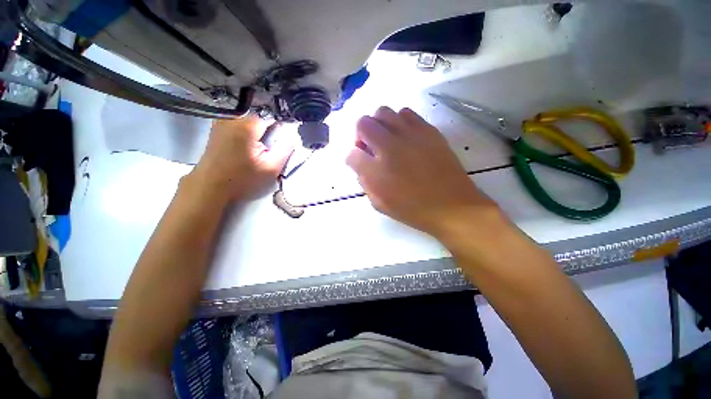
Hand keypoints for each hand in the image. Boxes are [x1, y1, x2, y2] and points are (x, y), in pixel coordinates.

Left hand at [189, 116, 293, 202]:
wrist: (210, 185)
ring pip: (250, 118)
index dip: (280, 127)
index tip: (282, 139)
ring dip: (259, 128)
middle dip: (269, 127)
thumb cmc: (242, 179)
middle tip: (270, 146)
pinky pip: (239, 121)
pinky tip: (247, 142)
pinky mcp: (217, 126)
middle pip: (260, 115)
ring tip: (259, 145)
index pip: (272, 115)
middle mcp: (232, 117)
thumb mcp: (271, 168)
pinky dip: (248, 128)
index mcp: (246, 125)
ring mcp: (222, 120)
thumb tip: (292, 136)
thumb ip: (285, 150)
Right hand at [346, 106, 498, 237]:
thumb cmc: (412, 209)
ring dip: (379, 125)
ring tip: (386, 140)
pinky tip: (404, 136)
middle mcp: (389, 146)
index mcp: (376, 170)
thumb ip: (365, 181)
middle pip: (363, 123)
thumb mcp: (380, 203)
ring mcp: (410, 134)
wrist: (452, 206)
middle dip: (361, 134)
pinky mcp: (428, 130)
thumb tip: (359, 162)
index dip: (352, 157)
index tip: (359, 162)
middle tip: (370, 148)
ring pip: (383, 112)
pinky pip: (406, 113)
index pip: (351, 153)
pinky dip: (399, 121)